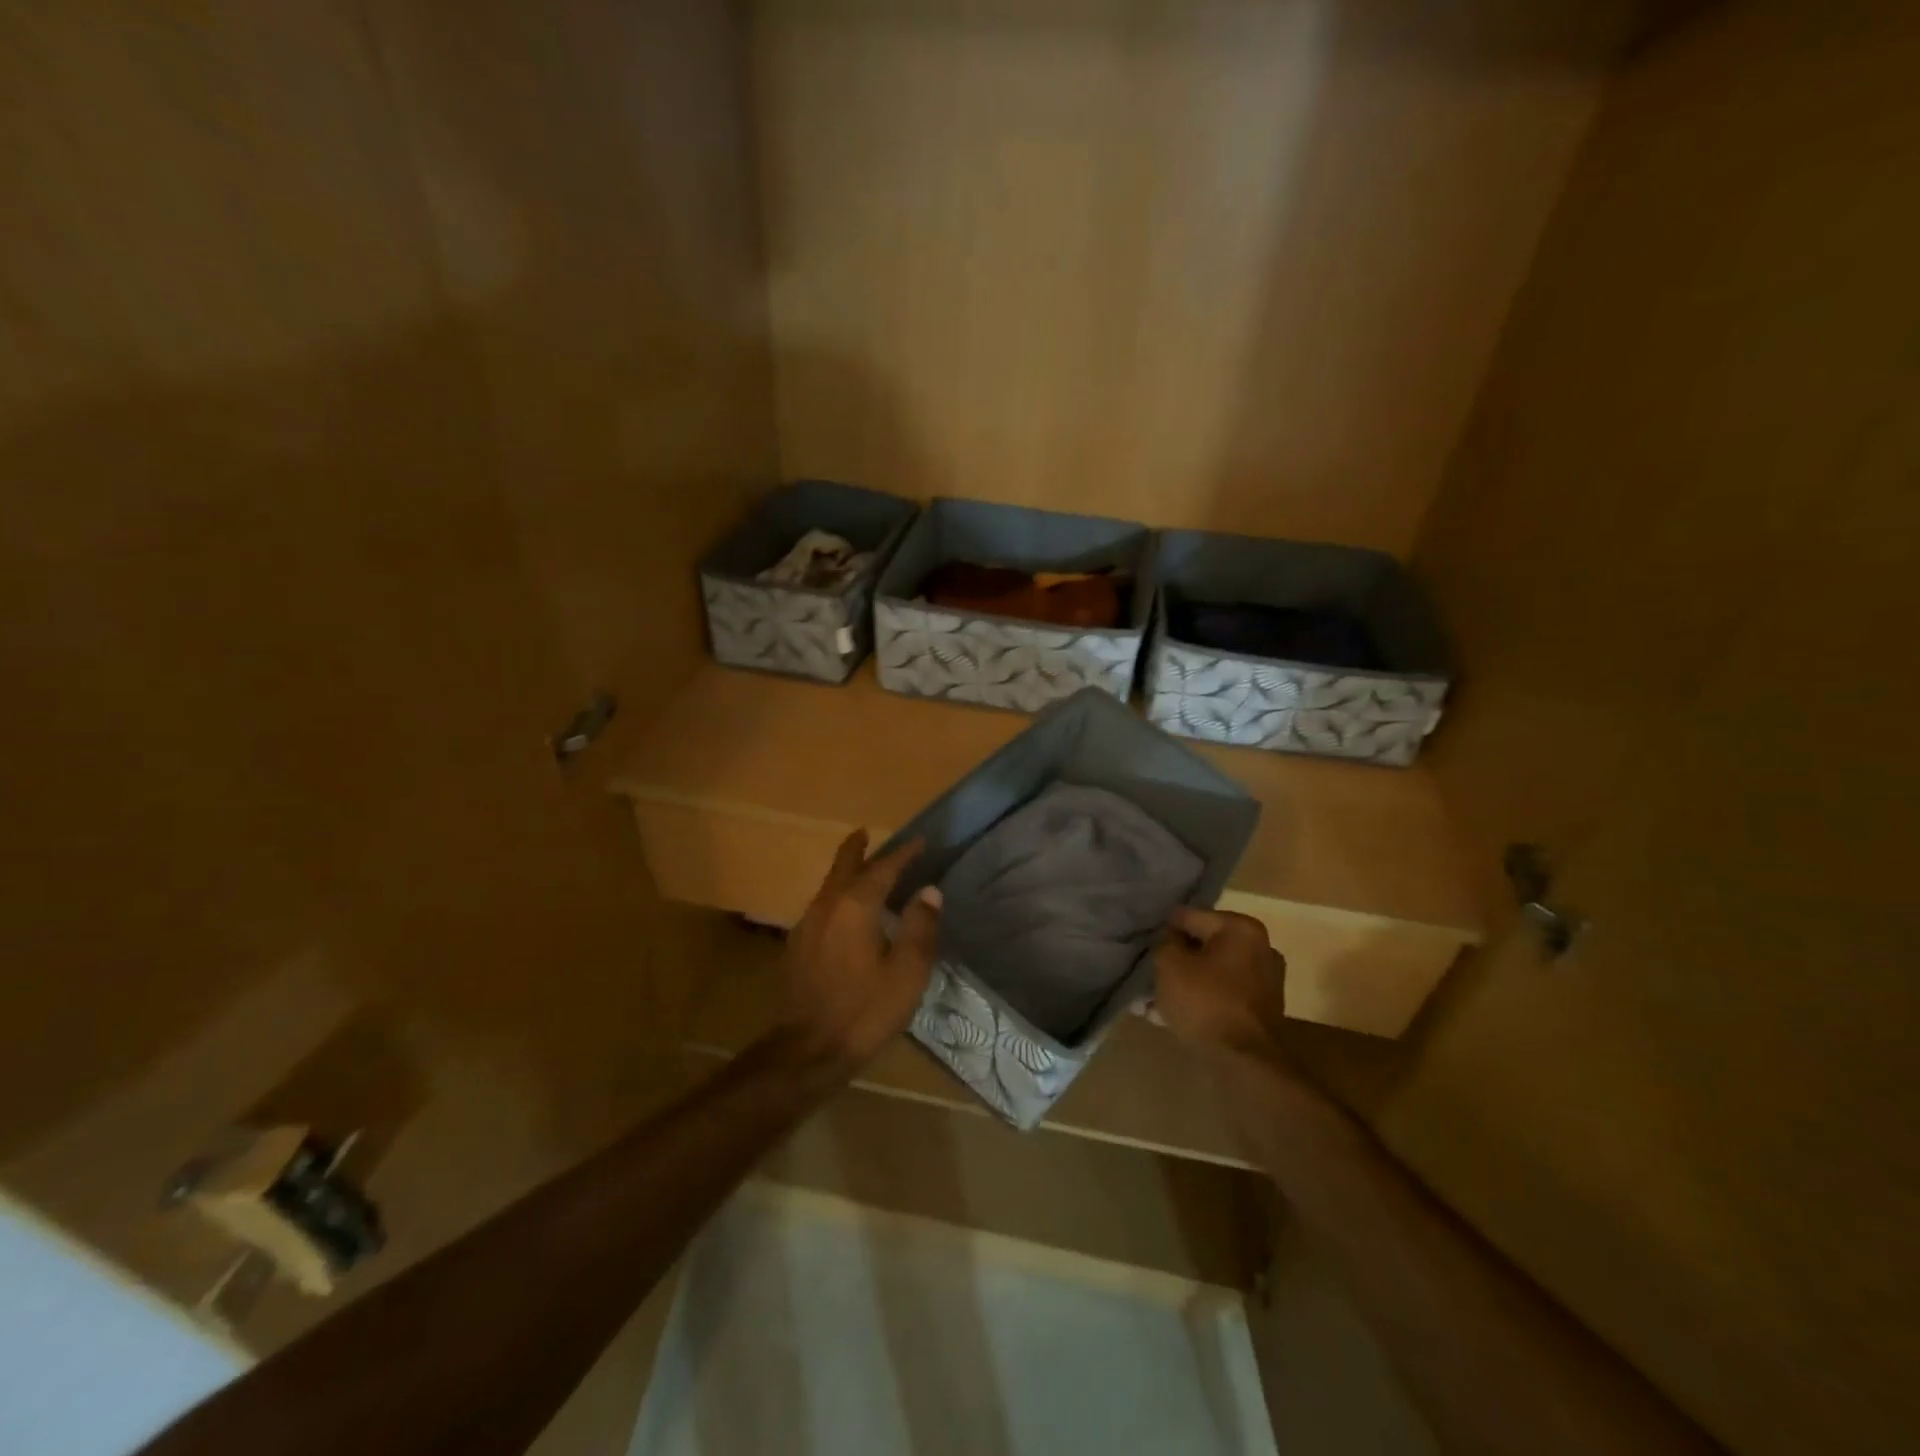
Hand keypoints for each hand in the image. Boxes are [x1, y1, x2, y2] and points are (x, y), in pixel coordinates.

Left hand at [782, 829, 942, 1069]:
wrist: (808, 1050)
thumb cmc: (865, 1010)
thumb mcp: (907, 972)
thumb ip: (920, 928)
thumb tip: (929, 891)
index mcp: (855, 907)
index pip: (883, 869)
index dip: (903, 854)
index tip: (919, 842)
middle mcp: (827, 906)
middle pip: (843, 867)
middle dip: (857, 849)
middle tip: (866, 834)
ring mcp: (807, 926)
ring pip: (829, 886)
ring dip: (846, 872)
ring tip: (861, 869)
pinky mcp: (798, 947)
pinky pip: (822, 907)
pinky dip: (837, 896)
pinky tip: (845, 912)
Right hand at [1152, 907, 1288, 1057]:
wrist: (1244, 1063)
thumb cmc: (1205, 1002)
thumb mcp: (1169, 964)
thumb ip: (1165, 942)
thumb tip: (1170, 939)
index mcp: (1241, 929)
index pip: (1190, 917)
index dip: (1163, 930)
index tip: (1144, 946)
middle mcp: (1260, 949)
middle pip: (1202, 947)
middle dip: (1174, 961)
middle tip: (1148, 974)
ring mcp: (1263, 982)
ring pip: (1209, 975)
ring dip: (1182, 985)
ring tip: (1150, 1002)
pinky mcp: (1260, 1012)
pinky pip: (1219, 997)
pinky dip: (1197, 1003)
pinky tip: (1167, 1017)